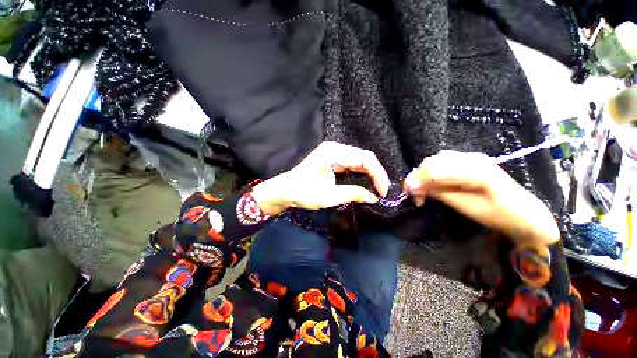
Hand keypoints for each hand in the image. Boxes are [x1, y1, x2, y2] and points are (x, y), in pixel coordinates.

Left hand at [251, 142, 390, 215]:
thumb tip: (374, 197)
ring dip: (369, 174)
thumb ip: (354, 194)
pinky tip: (365, 182)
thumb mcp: (329, 196)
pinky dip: (360, 173)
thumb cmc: (303, 192)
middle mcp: (335, 148)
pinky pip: (351, 164)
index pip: (365, 158)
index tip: (383, 191)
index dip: (378, 174)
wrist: (284, 191)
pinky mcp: (331, 160)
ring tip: (377, 188)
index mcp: (334, 152)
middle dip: (375, 174)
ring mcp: (333, 153)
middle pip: (363, 157)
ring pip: (358, 160)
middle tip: (382, 191)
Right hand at [404, 150, 559, 245]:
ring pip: (435, 160)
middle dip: (417, 177)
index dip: (417, 180)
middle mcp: (471, 158)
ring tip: (423, 191)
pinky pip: (443, 162)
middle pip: (432, 162)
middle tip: (414, 195)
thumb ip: (439, 193)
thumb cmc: (498, 215)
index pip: (435, 169)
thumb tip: (413, 188)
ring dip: (423, 175)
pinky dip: (432, 173)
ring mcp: (471, 157)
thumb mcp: (467, 207)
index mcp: (475, 170)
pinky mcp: (469, 161)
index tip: (408, 194)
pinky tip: (433, 184)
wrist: (525, 213)